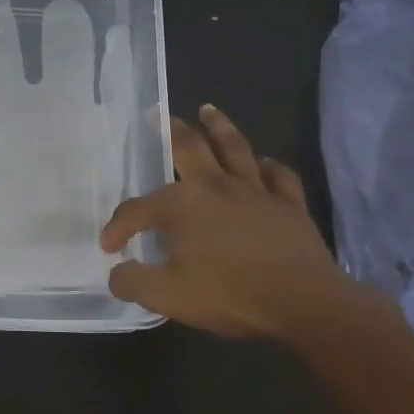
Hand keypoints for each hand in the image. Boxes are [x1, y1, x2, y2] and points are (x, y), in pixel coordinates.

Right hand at [100, 105, 364, 342]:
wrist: (303, 303)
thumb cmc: (230, 295)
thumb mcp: (167, 296)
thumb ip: (133, 282)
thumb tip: (116, 272)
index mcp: (182, 205)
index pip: (138, 209)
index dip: (118, 227)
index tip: (109, 247)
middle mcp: (216, 187)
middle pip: (190, 149)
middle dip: (170, 131)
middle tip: (158, 114)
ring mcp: (256, 192)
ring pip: (234, 148)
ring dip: (219, 127)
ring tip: (208, 110)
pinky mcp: (289, 205)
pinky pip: (278, 176)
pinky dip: (268, 166)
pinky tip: (263, 162)